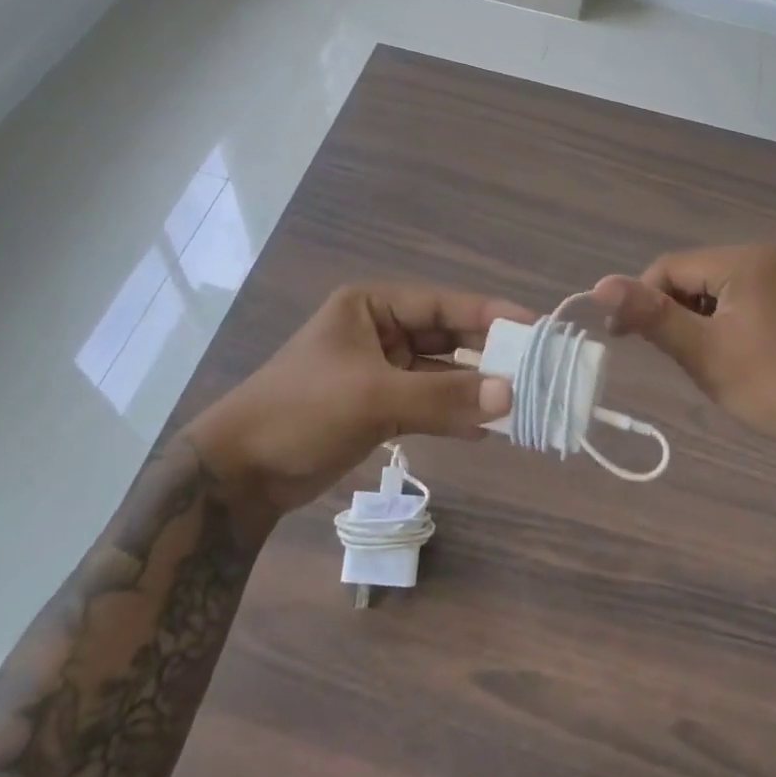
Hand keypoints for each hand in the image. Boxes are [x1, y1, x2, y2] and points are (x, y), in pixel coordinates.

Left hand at [184, 283, 532, 515]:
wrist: (241, 473)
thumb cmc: (304, 411)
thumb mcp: (375, 397)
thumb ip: (444, 395)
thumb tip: (510, 394)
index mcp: (372, 306)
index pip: (443, 303)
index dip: (489, 314)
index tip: (535, 327)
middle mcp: (379, 330)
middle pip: (445, 336)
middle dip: (486, 355)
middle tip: (534, 370)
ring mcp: (379, 369)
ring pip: (439, 373)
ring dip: (473, 388)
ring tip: (519, 403)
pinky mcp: (377, 406)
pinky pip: (427, 402)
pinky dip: (453, 414)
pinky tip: (486, 429)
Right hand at [594, 245, 775, 470]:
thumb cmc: (771, 384)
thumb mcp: (703, 351)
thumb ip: (651, 315)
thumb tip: (599, 284)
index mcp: (741, 261)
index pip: (668, 267)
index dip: (640, 299)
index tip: (620, 337)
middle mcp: (762, 259)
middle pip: (690, 277)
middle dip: (671, 313)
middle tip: (670, 356)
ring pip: (711, 293)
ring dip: (694, 322)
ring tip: (700, 361)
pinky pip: (736, 303)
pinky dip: (720, 326)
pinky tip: (728, 358)